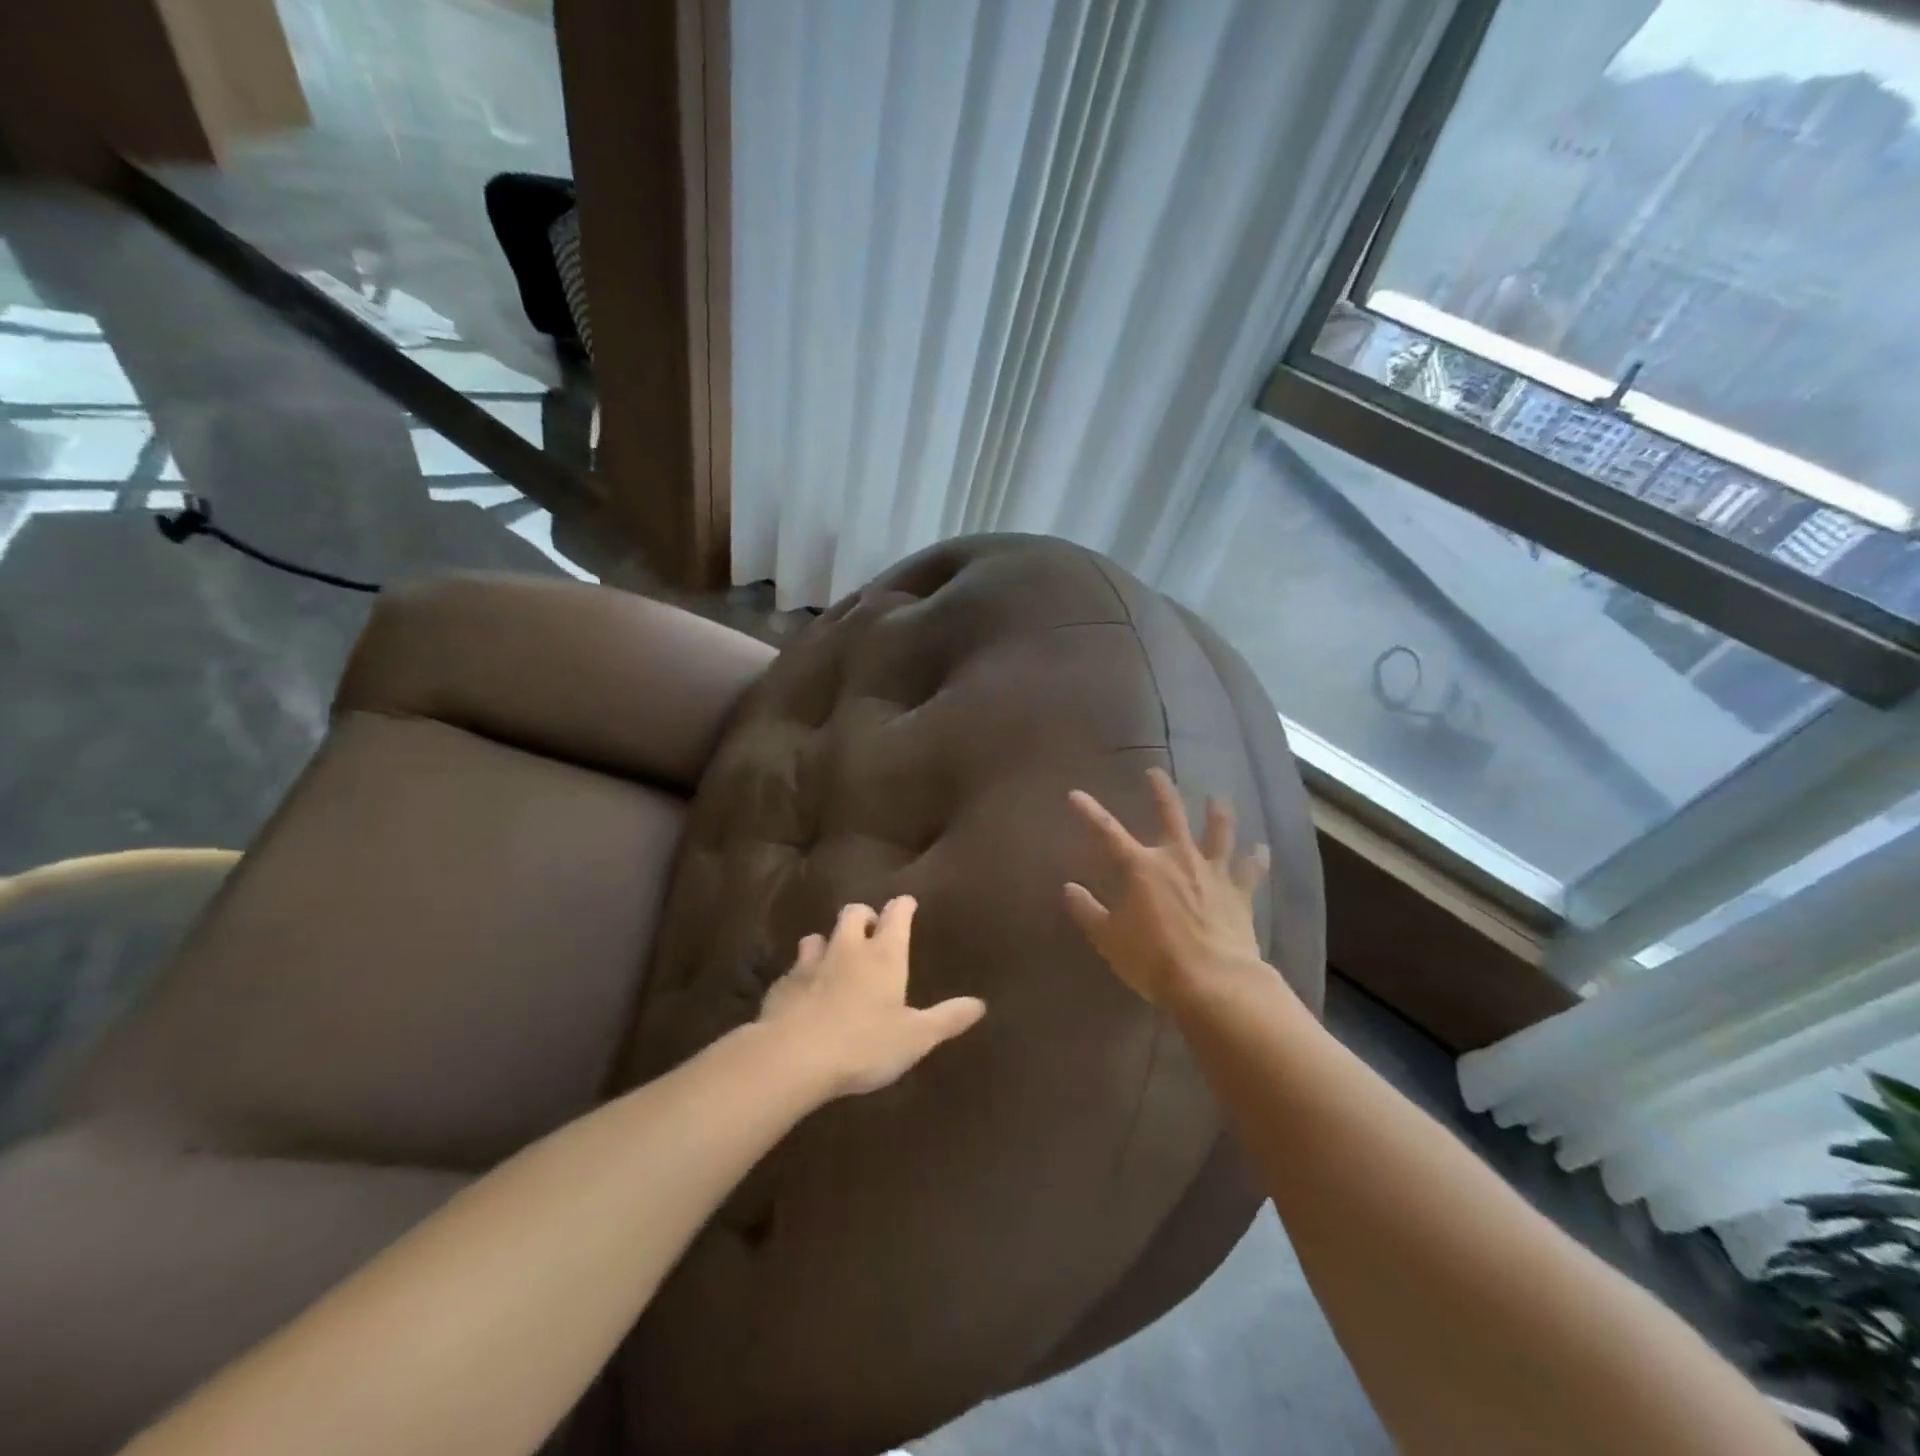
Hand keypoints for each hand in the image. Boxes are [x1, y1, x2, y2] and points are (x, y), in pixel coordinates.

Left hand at [758, 896, 985, 1098]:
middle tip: (871, 930)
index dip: (903, 906)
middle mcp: (847, 949)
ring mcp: (810, 963)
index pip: (897, 915)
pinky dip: (802, 974)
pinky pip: (794, 969)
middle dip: (864, 915)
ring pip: (818, 936)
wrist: (792, 1058)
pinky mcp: (782, 985)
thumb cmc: (864, 1045)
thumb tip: (980, 1004)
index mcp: (884, 955)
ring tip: (834, 957)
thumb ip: (947, 1018)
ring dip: (828, 942)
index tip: (907, 902)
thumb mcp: (915, 1038)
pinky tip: (804, 992)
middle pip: (854, 913)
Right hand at [1065, 768, 1271, 1006]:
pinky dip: (1256, 858)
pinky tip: (1261, 848)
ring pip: (1218, 832)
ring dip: (1217, 813)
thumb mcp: (1109, 940)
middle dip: (1161, 791)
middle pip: (1170, 815)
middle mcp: (1177, 859)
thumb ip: (1088, 912)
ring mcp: (1212, 872)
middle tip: (1155, 773)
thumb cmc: (1153, 960)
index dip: (1090, 812)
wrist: (1213, 982)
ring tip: (1217, 797)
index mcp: (1141, 868)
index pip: (1108, 832)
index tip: (1076, 794)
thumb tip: (1069, 889)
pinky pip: (1250, 870)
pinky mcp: (1239, 893)